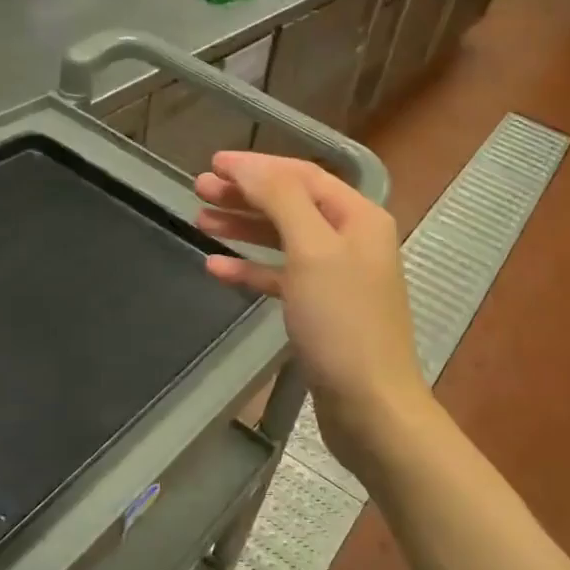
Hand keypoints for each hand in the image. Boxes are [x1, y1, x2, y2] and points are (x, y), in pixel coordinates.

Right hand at [194, 152, 429, 458]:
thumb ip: (281, 200)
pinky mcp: (321, 310)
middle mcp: (350, 239)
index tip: (214, 163)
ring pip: (283, 239)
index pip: (302, 175)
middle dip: (245, 194)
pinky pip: (281, 277)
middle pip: (291, 204)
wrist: (369, 406)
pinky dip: (251, 268)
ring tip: (199, 219)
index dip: (258, 166)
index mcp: (357, 217)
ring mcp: (336, 276)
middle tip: (199, 189)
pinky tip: (216, 267)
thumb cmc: (342, 322)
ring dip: (243, 227)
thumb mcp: (312, 250)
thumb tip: (250, 167)